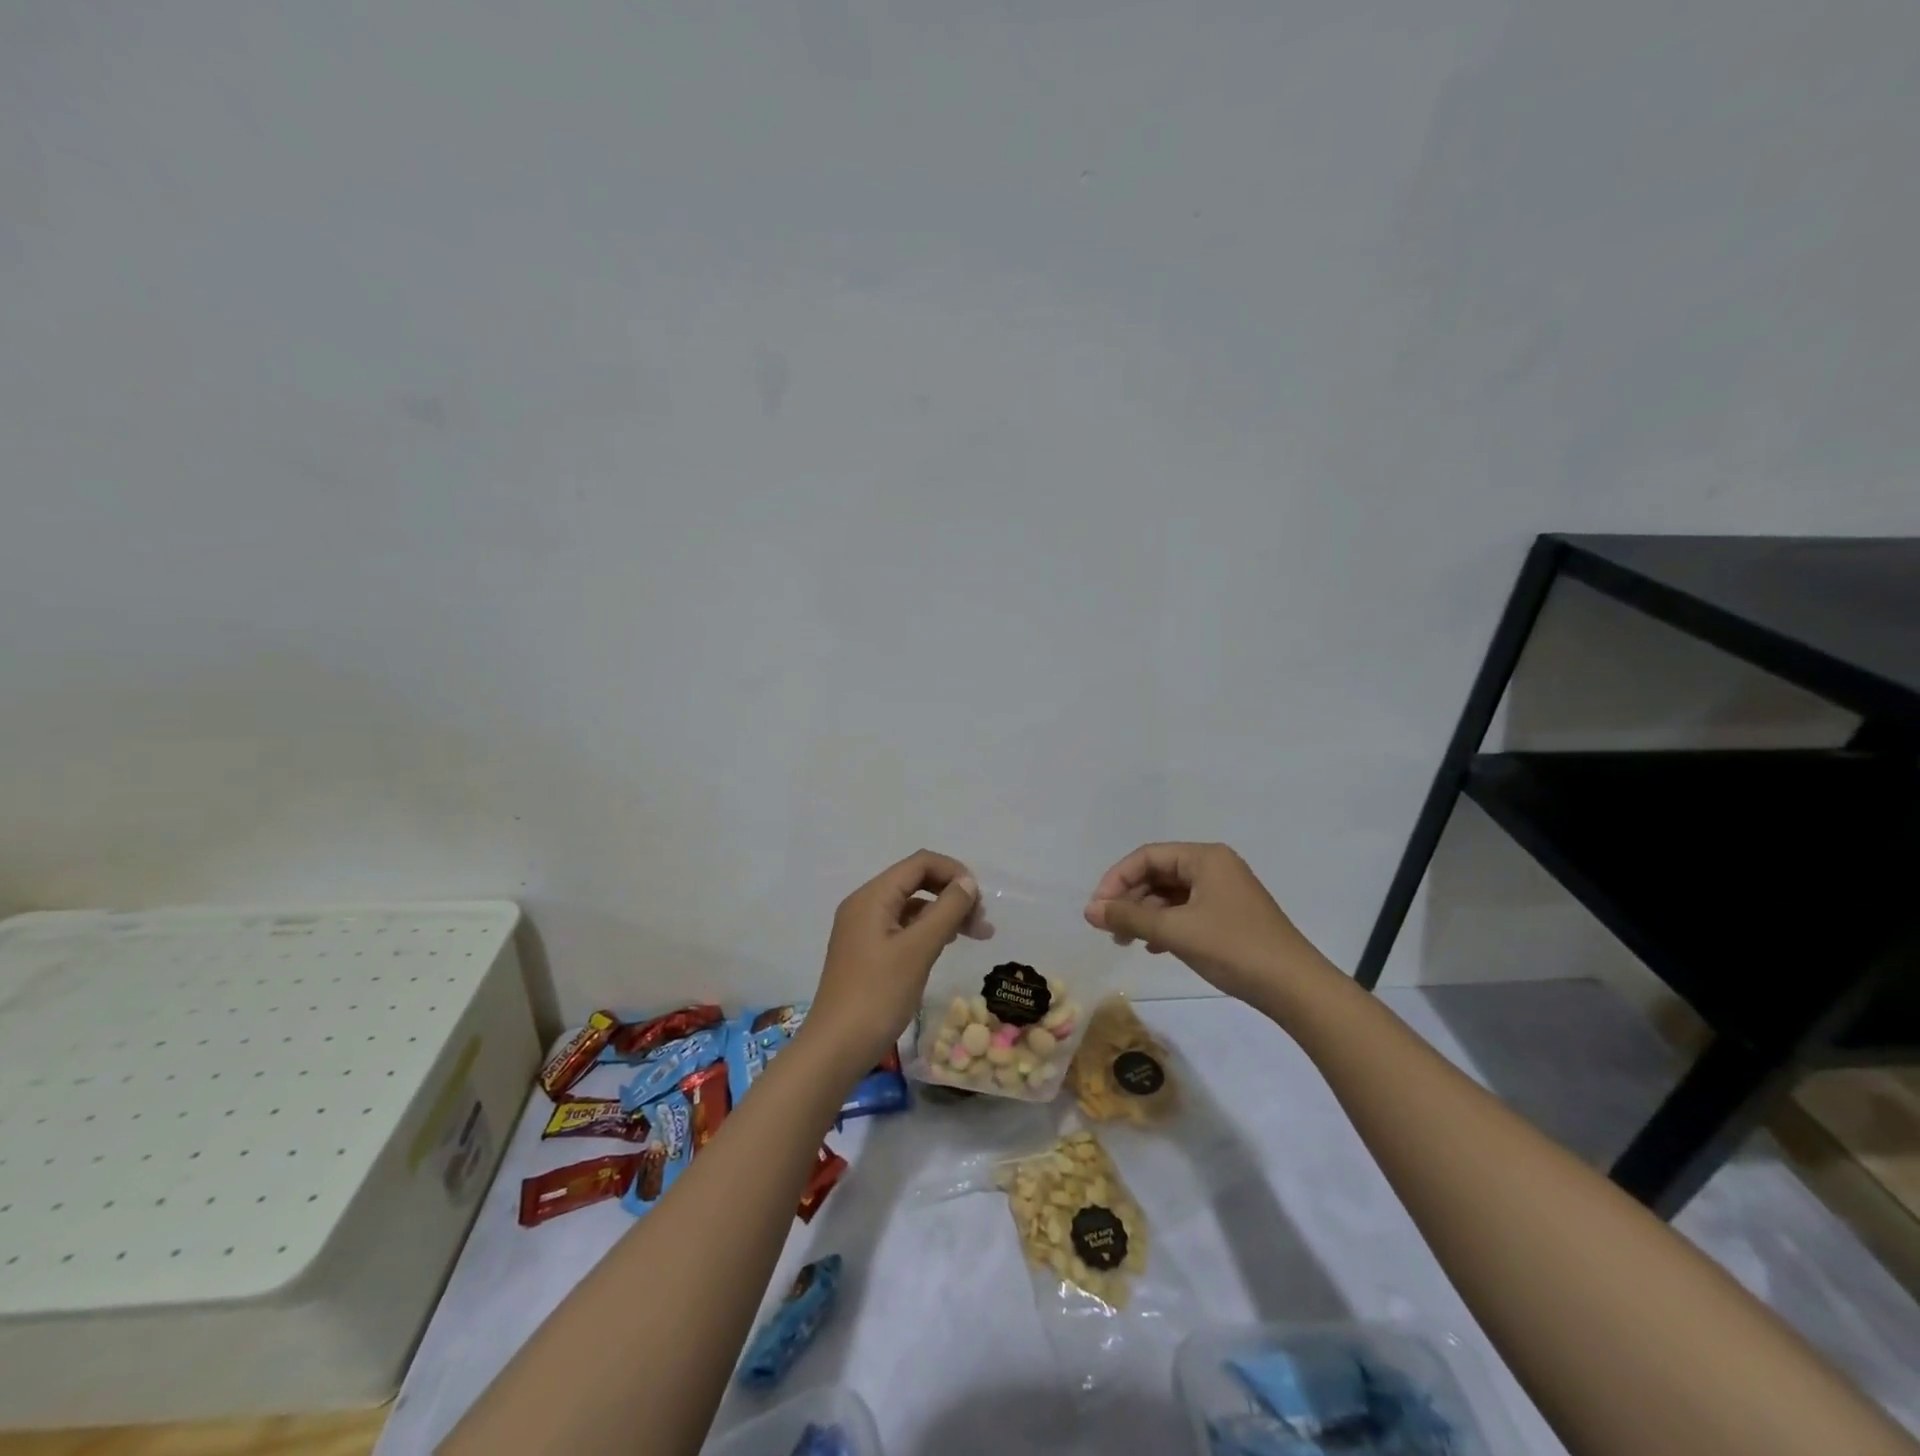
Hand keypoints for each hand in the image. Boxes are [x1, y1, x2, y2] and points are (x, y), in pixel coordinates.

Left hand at [806, 850, 981, 1070]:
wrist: (836, 1048)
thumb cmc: (878, 995)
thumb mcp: (918, 950)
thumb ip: (946, 911)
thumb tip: (967, 882)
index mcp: (872, 897)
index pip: (920, 863)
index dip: (954, 872)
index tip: (980, 900)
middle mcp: (865, 905)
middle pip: (916, 881)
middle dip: (952, 894)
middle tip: (982, 923)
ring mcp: (863, 929)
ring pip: (911, 906)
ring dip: (943, 913)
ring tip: (974, 935)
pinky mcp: (867, 951)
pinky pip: (902, 927)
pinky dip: (927, 931)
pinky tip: (945, 946)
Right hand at [1083, 842, 1324, 1002]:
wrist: (1296, 988)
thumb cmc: (1234, 949)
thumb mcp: (1176, 931)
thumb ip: (1129, 918)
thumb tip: (1090, 910)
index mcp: (1205, 858)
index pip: (1147, 856)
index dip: (1117, 879)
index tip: (1098, 909)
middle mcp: (1214, 867)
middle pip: (1158, 873)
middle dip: (1130, 899)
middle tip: (1109, 928)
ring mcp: (1224, 892)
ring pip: (1171, 894)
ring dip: (1145, 914)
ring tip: (1126, 941)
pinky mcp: (1230, 916)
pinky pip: (1186, 910)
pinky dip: (1165, 925)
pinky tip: (1153, 947)